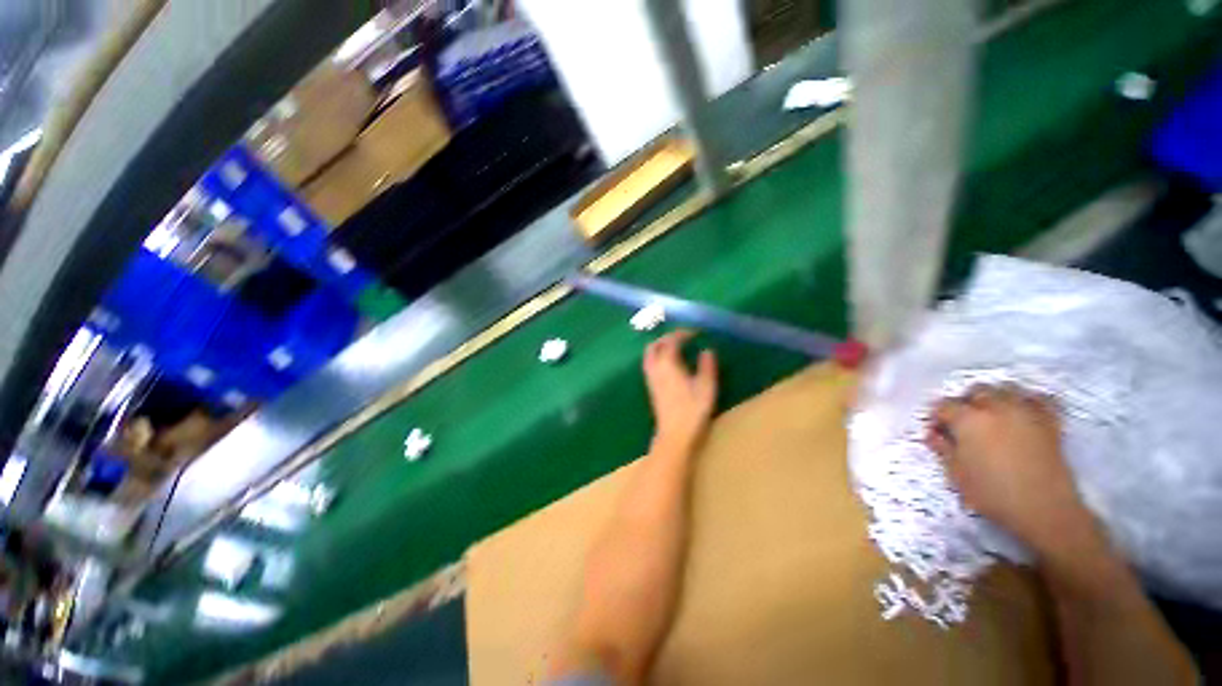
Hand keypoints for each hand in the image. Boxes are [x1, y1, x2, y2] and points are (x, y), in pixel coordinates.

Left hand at [643, 330, 717, 455]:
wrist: (674, 434)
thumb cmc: (692, 410)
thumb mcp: (706, 387)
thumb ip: (707, 366)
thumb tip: (707, 351)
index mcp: (668, 365)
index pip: (671, 341)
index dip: (682, 334)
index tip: (695, 333)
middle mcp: (655, 368)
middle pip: (655, 345)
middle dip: (668, 337)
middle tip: (683, 338)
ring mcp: (651, 378)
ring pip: (649, 355)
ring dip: (660, 346)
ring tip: (676, 348)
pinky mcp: (650, 387)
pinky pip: (649, 364)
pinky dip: (657, 356)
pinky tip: (669, 363)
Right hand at [926, 386, 1092, 558]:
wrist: (1045, 509)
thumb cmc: (993, 494)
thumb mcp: (956, 474)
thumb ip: (942, 449)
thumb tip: (932, 435)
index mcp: (968, 419)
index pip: (943, 407)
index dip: (936, 417)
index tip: (936, 432)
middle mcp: (995, 408)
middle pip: (976, 390)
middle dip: (965, 402)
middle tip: (962, 422)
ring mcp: (1026, 412)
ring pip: (1007, 389)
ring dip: (995, 397)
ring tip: (991, 414)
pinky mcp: (1050, 422)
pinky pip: (1040, 399)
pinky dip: (1030, 400)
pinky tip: (1024, 410)